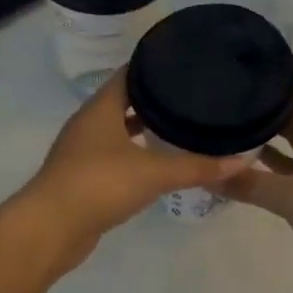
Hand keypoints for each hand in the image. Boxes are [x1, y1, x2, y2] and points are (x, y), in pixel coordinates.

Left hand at [20, 72, 248, 261]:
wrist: (51, 228)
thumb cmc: (99, 184)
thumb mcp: (154, 173)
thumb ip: (197, 166)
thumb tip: (241, 160)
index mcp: (100, 108)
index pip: (129, 74)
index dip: (154, 67)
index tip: (185, 65)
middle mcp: (88, 123)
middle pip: (123, 101)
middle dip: (153, 100)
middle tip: (190, 97)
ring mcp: (81, 151)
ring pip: (117, 131)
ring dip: (142, 129)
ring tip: (178, 127)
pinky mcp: (81, 177)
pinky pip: (112, 156)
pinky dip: (133, 155)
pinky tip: (154, 165)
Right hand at [222, 67, 292, 278]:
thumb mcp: (290, 198)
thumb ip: (247, 183)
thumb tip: (205, 173)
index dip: (274, 65)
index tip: (239, 57)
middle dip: (262, 94)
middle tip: (223, 87)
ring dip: (267, 124)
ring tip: (228, 115)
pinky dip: (274, 154)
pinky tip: (247, 156)